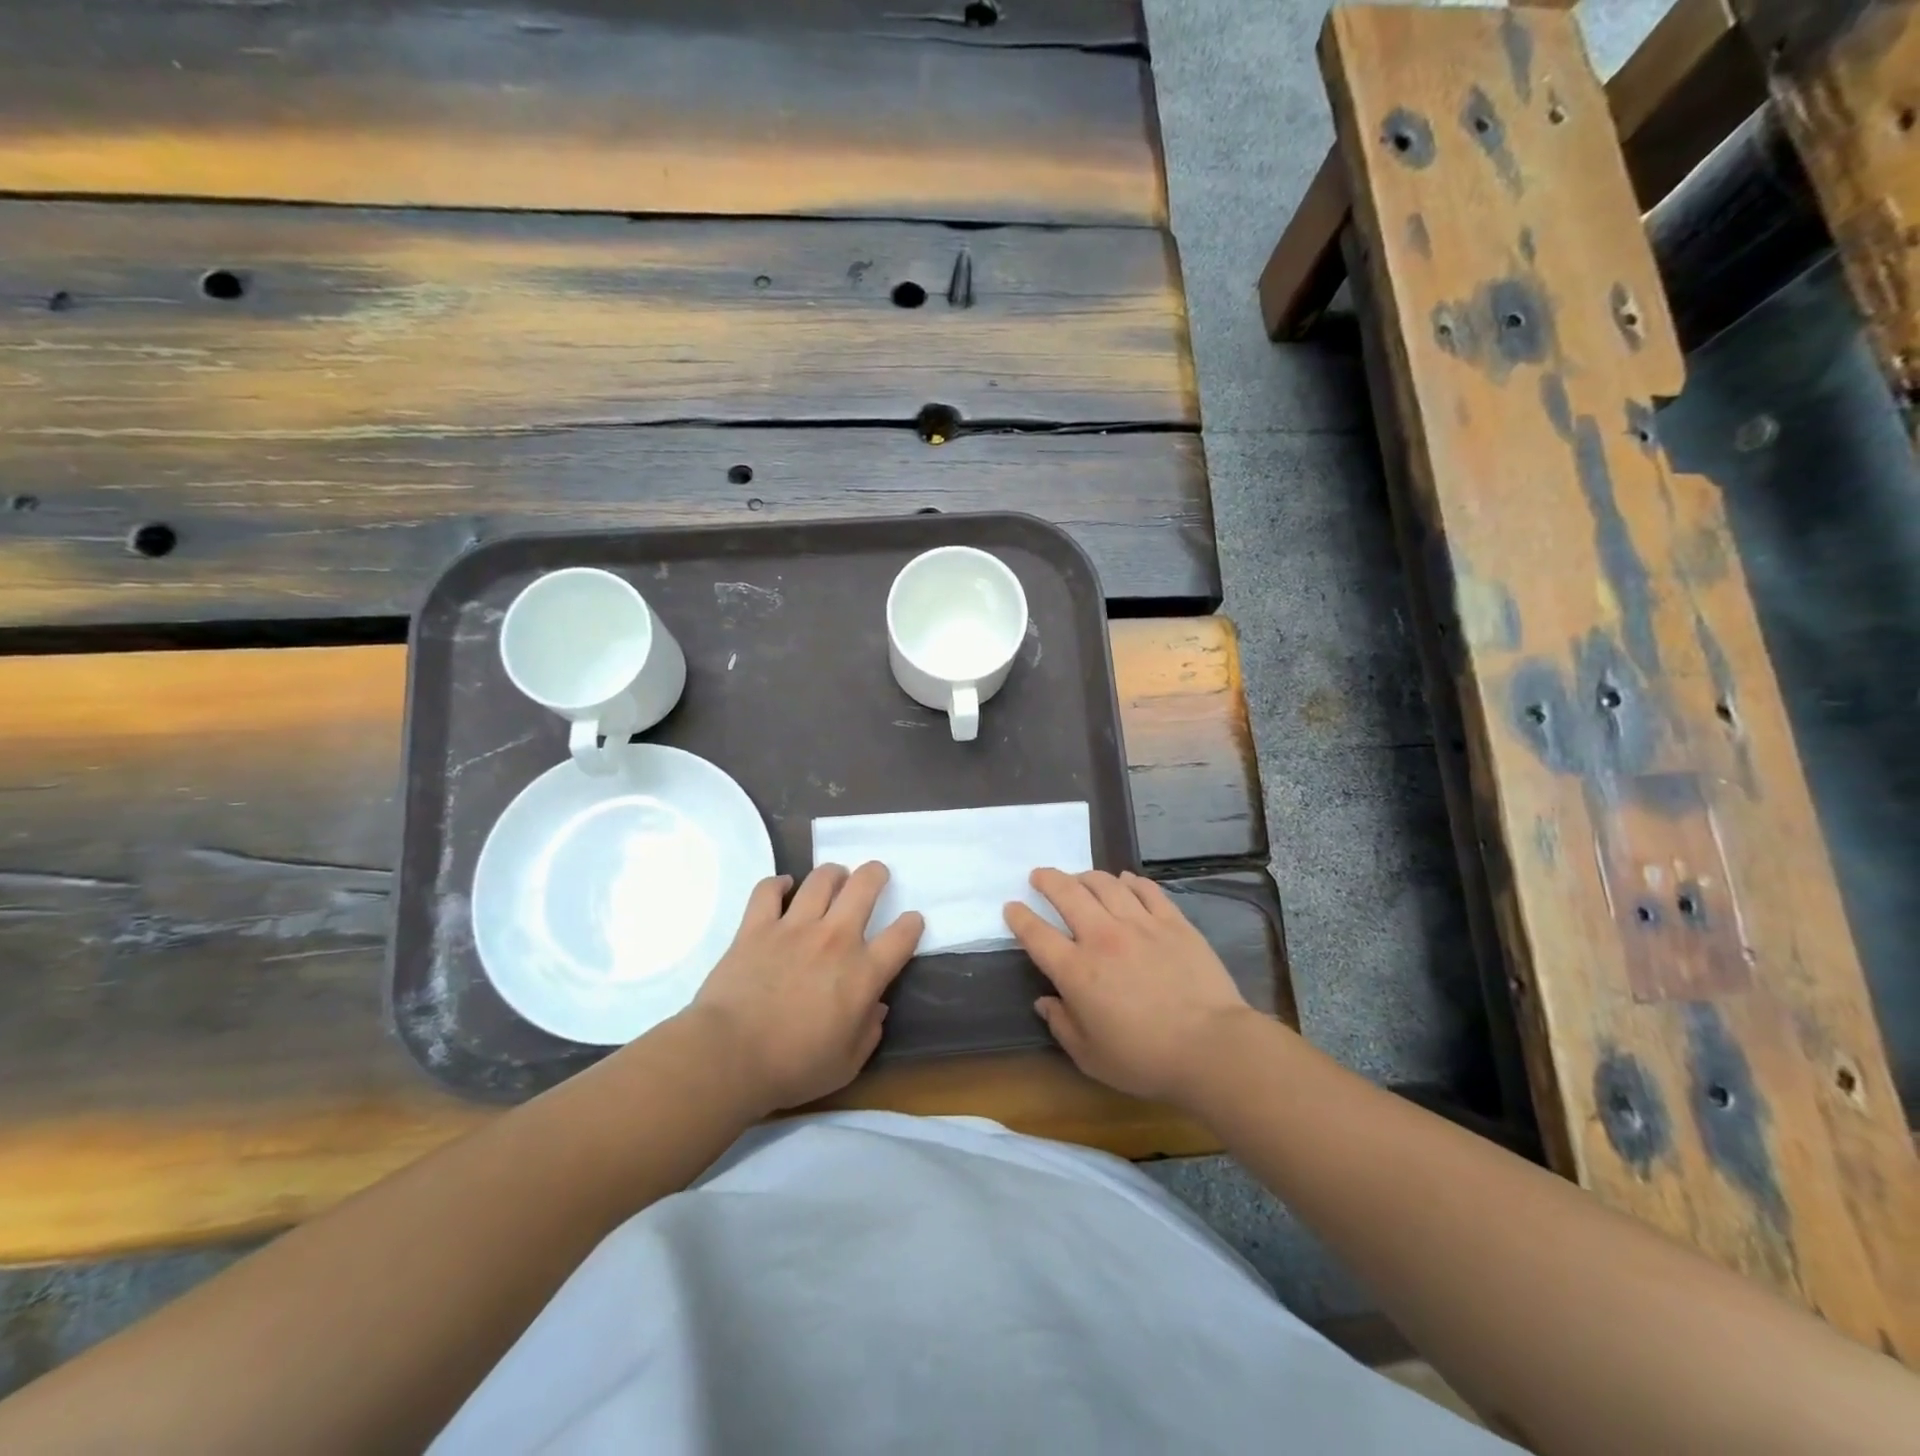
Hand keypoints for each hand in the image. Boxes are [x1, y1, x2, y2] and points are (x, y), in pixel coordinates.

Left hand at [682, 862, 923, 1115]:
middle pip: (864, 886)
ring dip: (833, 874)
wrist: (729, 1056)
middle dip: (875, 874)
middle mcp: (835, 939)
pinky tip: (783, 887)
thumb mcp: (847, 1064)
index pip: (901, 935)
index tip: (911, 922)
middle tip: (875, 876)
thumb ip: (869, 1032)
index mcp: (863, 973)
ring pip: (821, 879)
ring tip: (835, 878)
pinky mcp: (756, 926)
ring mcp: (794, 927)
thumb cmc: (793, 1067)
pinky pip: (768, 890)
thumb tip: (876, 1007)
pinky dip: (777, 884)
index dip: (911, 924)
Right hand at [1005, 868, 1257, 1105]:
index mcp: (1076, 971)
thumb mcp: (1091, 1057)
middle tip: (1039, 875)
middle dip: (1048, 880)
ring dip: (1086, 876)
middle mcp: (1102, 937)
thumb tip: (1045, 1002)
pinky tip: (1125, 880)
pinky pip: (1146, 890)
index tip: (1012, 906)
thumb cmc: (1145, 1059)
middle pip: (1067, 894)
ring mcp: (1140, 924)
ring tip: (1079, 877)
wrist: (1210, 1048)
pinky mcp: (1173, 922)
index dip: (1019, 917)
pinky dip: (1131, 881)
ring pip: (1105, 884)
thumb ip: (1062, 1025)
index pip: (1037, 934)